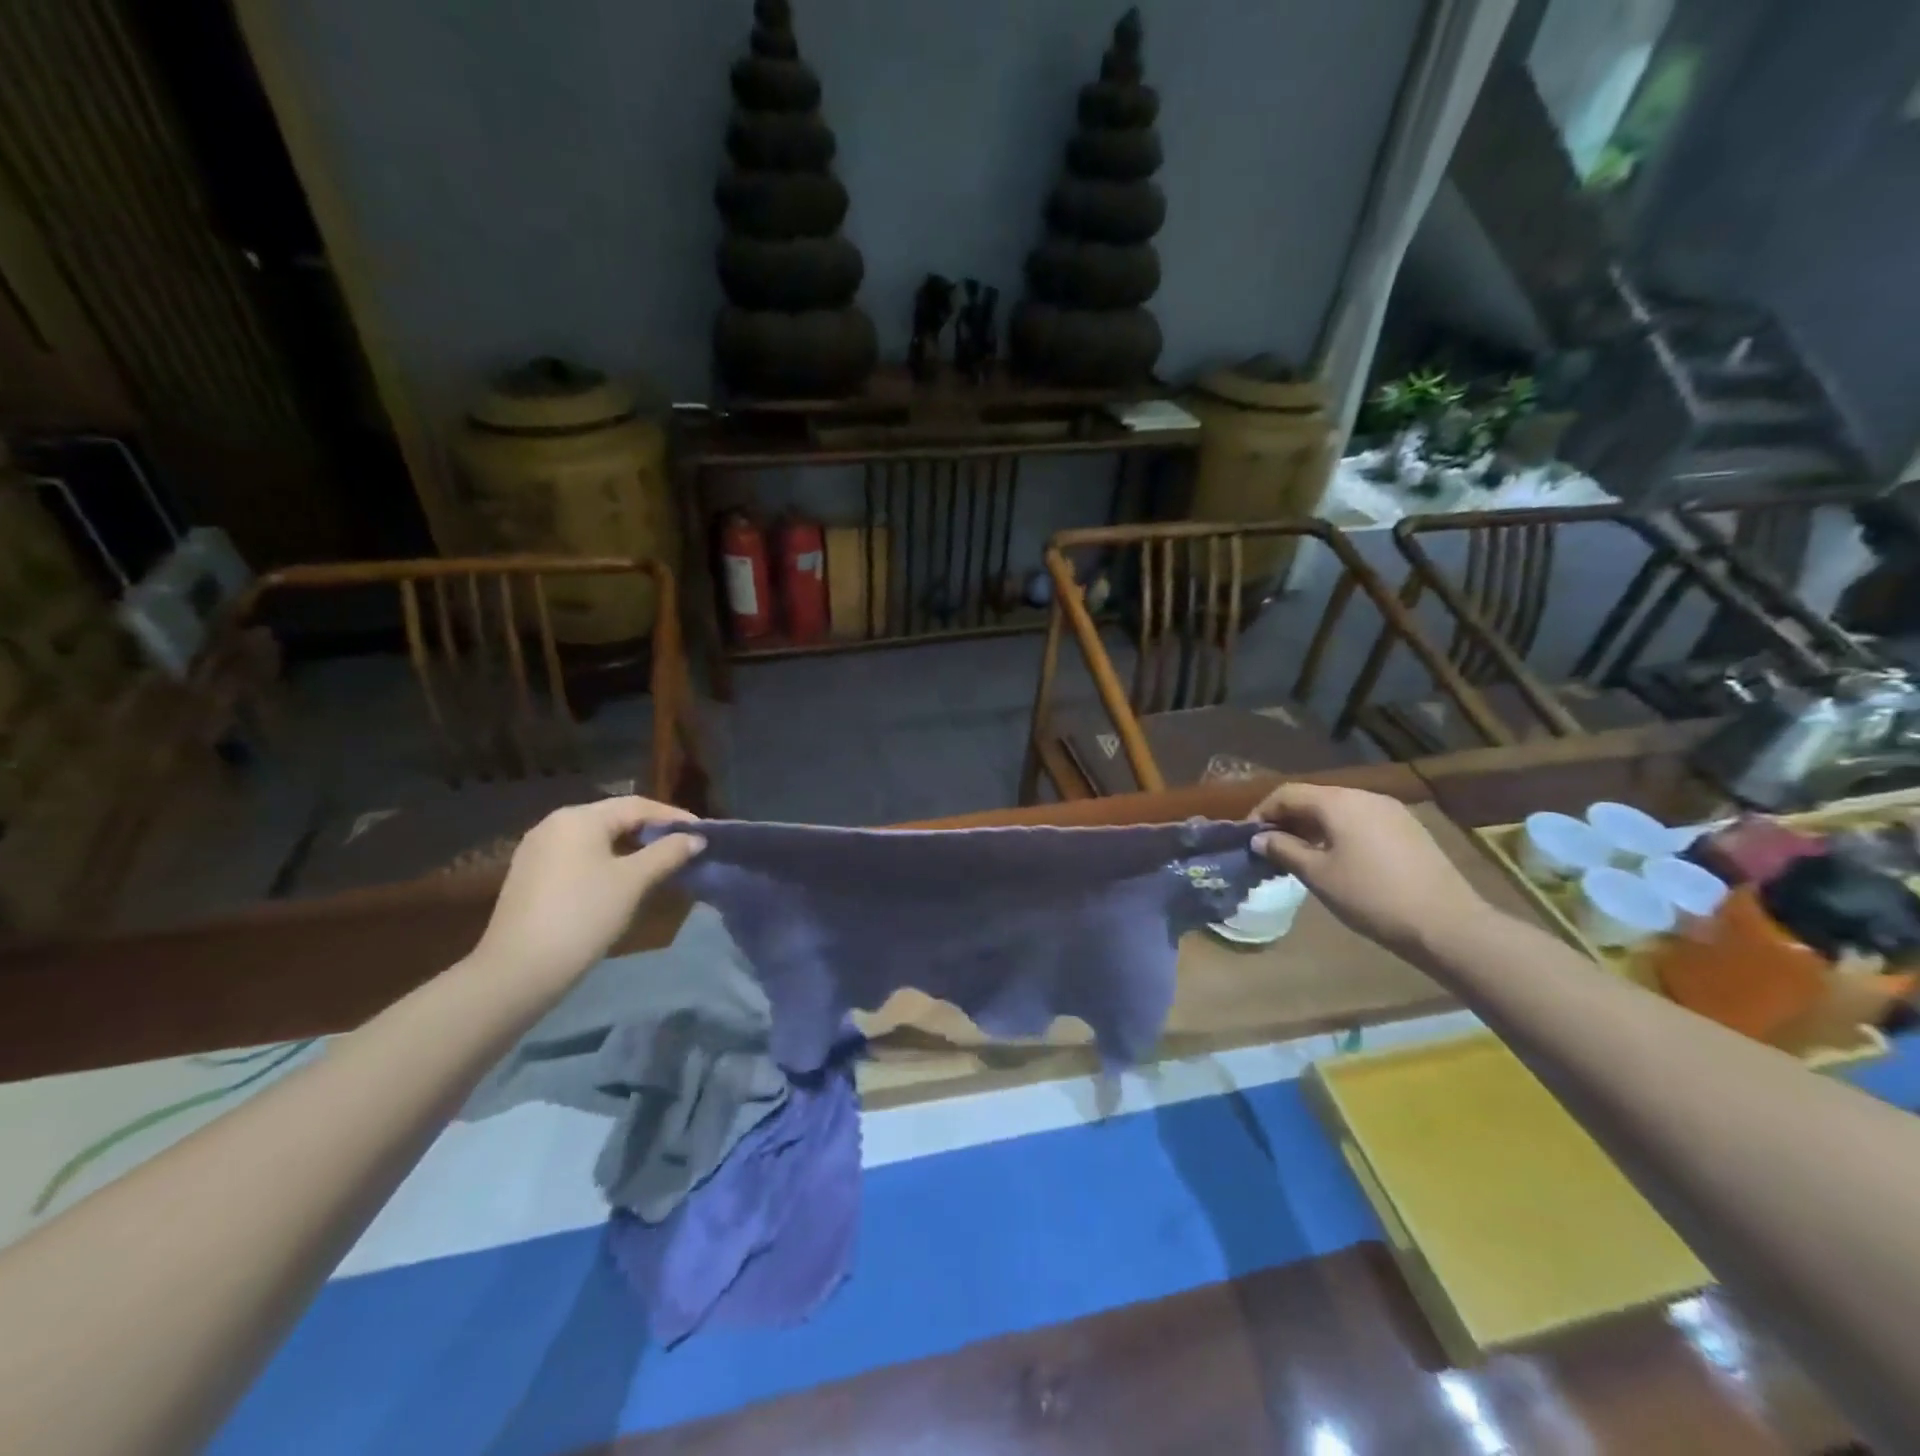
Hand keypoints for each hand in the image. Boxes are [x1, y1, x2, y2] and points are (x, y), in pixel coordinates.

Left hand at [468, 796, 705, 990]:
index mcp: (579, 817)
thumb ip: (668, 853)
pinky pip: (579, 856)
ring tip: (660, 864)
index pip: (637, 805)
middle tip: (684, 848)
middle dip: (652, 831)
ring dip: (631, 847)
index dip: (673, 816)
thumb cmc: (583, 915)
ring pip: (596, 838)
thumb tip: (696, 838)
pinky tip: (623, 881)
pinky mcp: (531, 875)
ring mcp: (538, 850)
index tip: (702, 833)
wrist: (519, 970)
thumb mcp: (633, 881)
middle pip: (614, 818)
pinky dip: (607, 861)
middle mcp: (554, 824)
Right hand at [1250, 783, 1489, 954]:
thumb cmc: (1371, 897)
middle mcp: (1364, 796)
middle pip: (1314, 798)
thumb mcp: (1317, 875)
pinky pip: (1361, 821)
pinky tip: (1337, 860)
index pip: (1288, 793)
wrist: (1446, 923)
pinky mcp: (1408, 829)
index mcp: (1338, 802)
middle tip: (1272, 848)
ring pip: (1338, 809)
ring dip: (1313, 827)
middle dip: (1288, 819)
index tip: (1250, 838)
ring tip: (1300, 856)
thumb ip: (1284, 850)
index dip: (1262, 812)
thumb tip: (1260, 838)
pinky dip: (1339, 833)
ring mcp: (1391, 811)